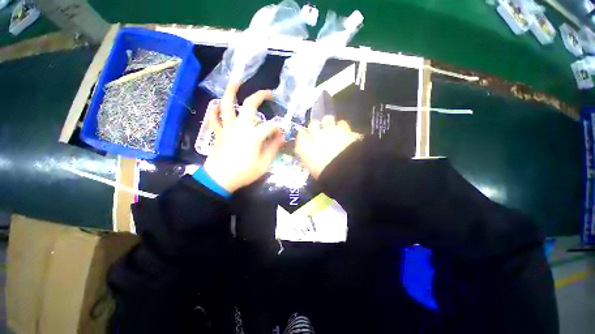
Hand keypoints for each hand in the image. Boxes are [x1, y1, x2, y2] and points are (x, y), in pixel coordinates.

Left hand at [203, 83, 284, 192]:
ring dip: (231, 92)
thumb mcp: (264, 164)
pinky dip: (214, 110)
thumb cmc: (244, 173)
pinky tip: (217, 105)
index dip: (278, 128)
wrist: (220, 179)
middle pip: (249, 105)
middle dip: (260, 96)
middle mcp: (240, 127)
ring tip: (236, 82)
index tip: (281, 134)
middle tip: (268, 93)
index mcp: (253, 136)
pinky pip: (214, 118)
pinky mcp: (218, 133)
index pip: (270, 126)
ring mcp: (227, 128)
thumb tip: (281, 138)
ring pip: (227, 105)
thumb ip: (273, 149)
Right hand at [295, 115, 360, 178]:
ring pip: (327, 119)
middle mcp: (315, 136)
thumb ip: (310, 158)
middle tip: (320, 133)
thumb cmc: (325, 174)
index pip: (301, 136)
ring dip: (329, 123)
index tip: (306, 137)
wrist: (343, 171)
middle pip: (313, 125)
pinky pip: (342, 123)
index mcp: (305, 147)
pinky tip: (345, 132)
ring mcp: (330, 131)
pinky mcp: (344, 130)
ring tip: (333, 129)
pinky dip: (343, 127)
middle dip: (316, 128)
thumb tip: (310, 155)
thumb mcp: (313, 169)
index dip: (304, 135)